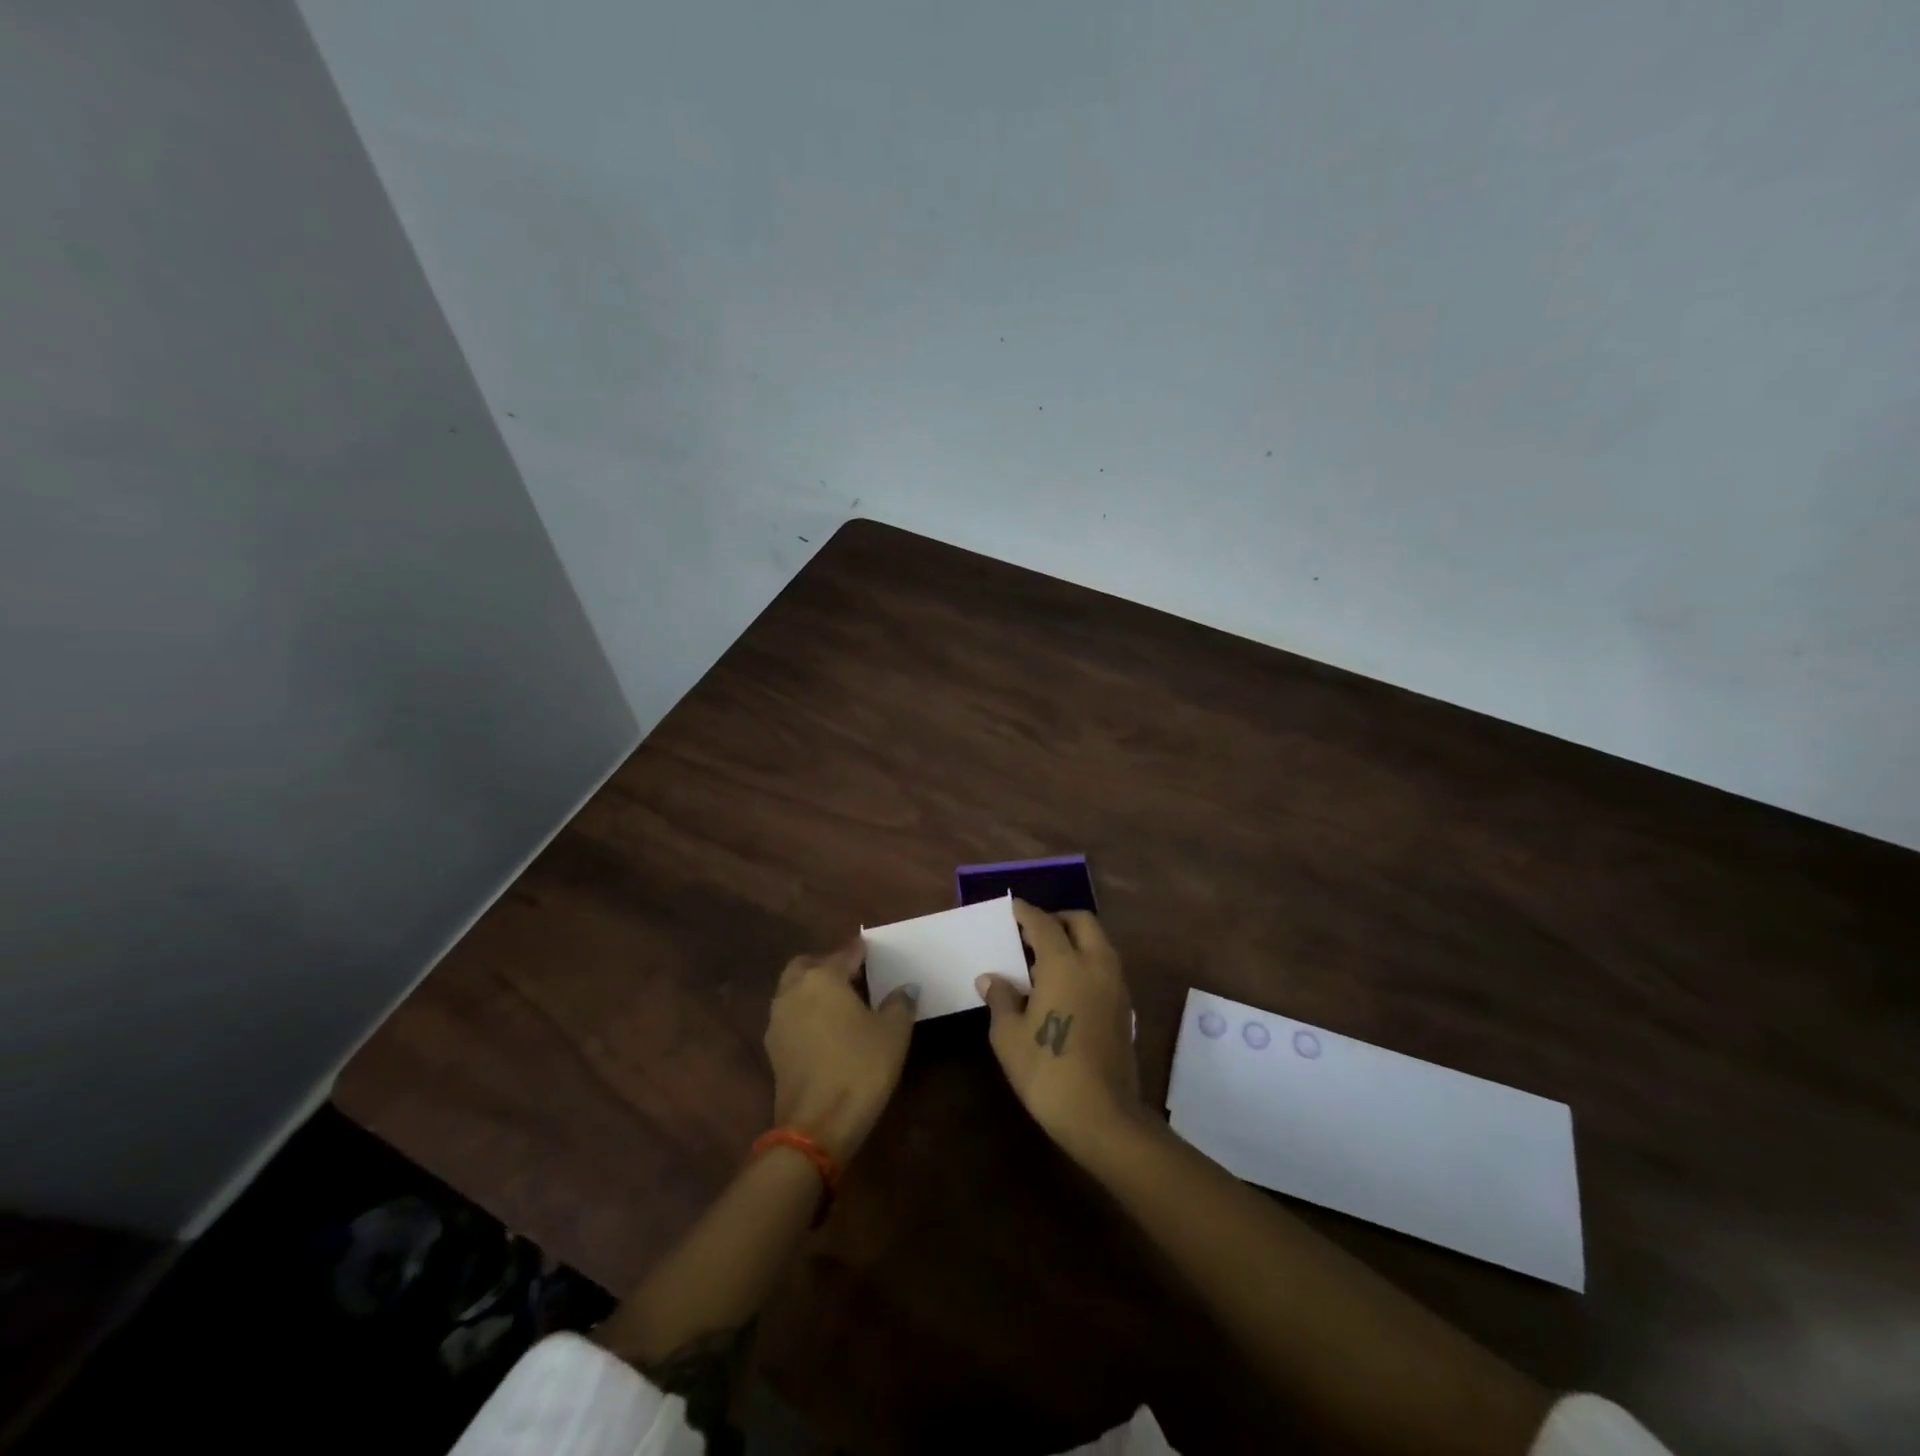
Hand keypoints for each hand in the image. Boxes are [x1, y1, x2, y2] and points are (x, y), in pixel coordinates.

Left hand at [765, 938, 915, 1163]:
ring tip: (841, 1003)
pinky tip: (826, 1029)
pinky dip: (805, 1012)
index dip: (861, 951)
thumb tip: (905, 988)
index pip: (845, 953)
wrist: (817, 1126)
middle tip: (853, 975)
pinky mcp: (773, 1048)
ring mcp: (778, 1020)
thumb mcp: (893, 1033)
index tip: (872, 950)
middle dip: (828, 964)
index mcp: (823, 977)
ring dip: (813, 988)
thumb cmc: (860, 1068)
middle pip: (808, 965)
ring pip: (794, 989)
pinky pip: (790, 1015)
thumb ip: (900, 1003)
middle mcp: (794, 990)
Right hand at [977, 901, 1142, 1159]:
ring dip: (1075, 939)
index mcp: (1065, 963)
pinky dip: (1086, 961)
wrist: (1102, 1115)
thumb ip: (1000, 998)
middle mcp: (1096, 964)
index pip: (1043, 923)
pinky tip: (1066, 986)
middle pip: (1081, 922)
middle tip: (1032, 933)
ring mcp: (1116, 986)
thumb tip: (991, 979)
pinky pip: (1105, 966)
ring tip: (1046, 960)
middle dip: (1057, 919)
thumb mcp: (1008, 1036)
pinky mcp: (1126, 1008)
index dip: (1026, 913)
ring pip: (1098, 943)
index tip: (1012, 908)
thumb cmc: (1047, 1070)